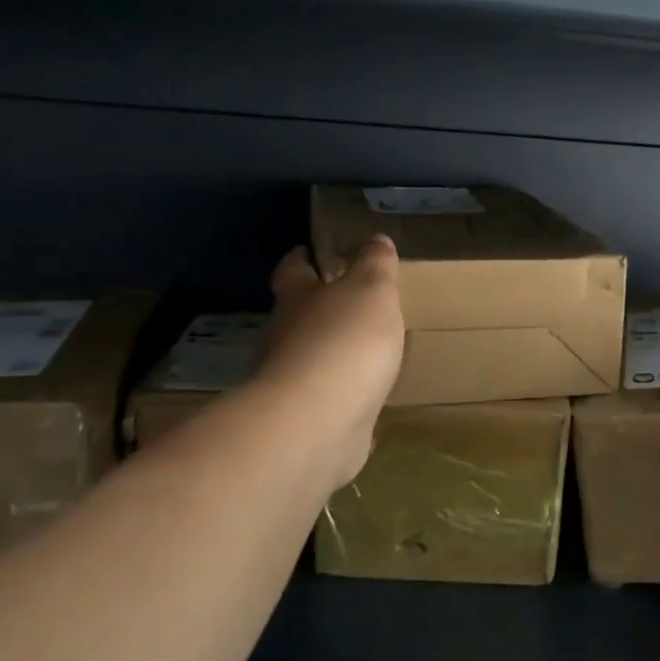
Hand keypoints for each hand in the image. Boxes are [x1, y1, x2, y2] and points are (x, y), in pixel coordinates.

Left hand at [257, 236, 404, 490]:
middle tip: (352, 304)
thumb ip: (374, 264)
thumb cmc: (343, 341)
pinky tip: (368, 401)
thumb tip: (374, 238)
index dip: (300, 259)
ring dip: (334, 355)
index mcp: (297, 300)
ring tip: (369, 352)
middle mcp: (285, 338)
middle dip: (320, 310)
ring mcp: (293, 384)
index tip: (307, 252)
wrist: (318, 422)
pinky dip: (346, 397)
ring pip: (313, 360)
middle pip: (298, 317)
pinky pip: (330, 402)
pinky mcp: (307, 421)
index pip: (292, 271)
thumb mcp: (370, 290)